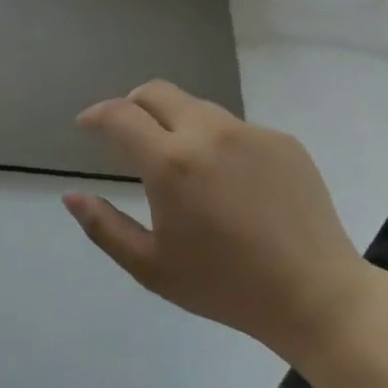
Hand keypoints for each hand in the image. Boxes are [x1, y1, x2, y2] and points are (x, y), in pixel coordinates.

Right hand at [64, 81, 367, 353]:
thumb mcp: (151, 266)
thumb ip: (104, 227)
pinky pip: (235, 128)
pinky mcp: (282, 140)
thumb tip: (71, 196)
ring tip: (180, 162)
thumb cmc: (225, 286)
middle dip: (132, 104)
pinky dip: (216, 141)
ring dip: (174, 122)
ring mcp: (250, 132)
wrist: (316, 295)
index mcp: (171, 163)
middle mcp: (208, 132)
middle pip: (156, 92)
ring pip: (197, 107)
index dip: (96, 114)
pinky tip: (228, 182)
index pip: (120, 114)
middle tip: (126, 132)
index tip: (86, 125)